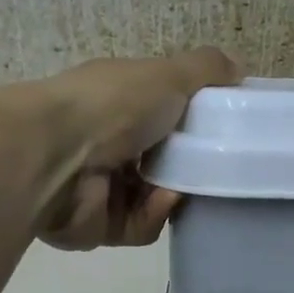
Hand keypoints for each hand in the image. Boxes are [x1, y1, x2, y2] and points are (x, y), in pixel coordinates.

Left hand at [35, 47, 237, 248]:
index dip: (189, 122)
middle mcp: (104, 144)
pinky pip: (142, 227)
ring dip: (173, 193)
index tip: (218, 129)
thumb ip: (205, 70)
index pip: (159, 114)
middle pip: (160, 162)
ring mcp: (100, 188)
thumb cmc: (111, 106)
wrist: (54, 157)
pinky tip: (159, 200)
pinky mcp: (99, 226)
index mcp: (114, 103)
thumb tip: (239, 66)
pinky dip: (154, 214)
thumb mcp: (168, 74)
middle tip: (212, 166)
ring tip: (181, 185)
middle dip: (187, 166)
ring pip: (154, 199)